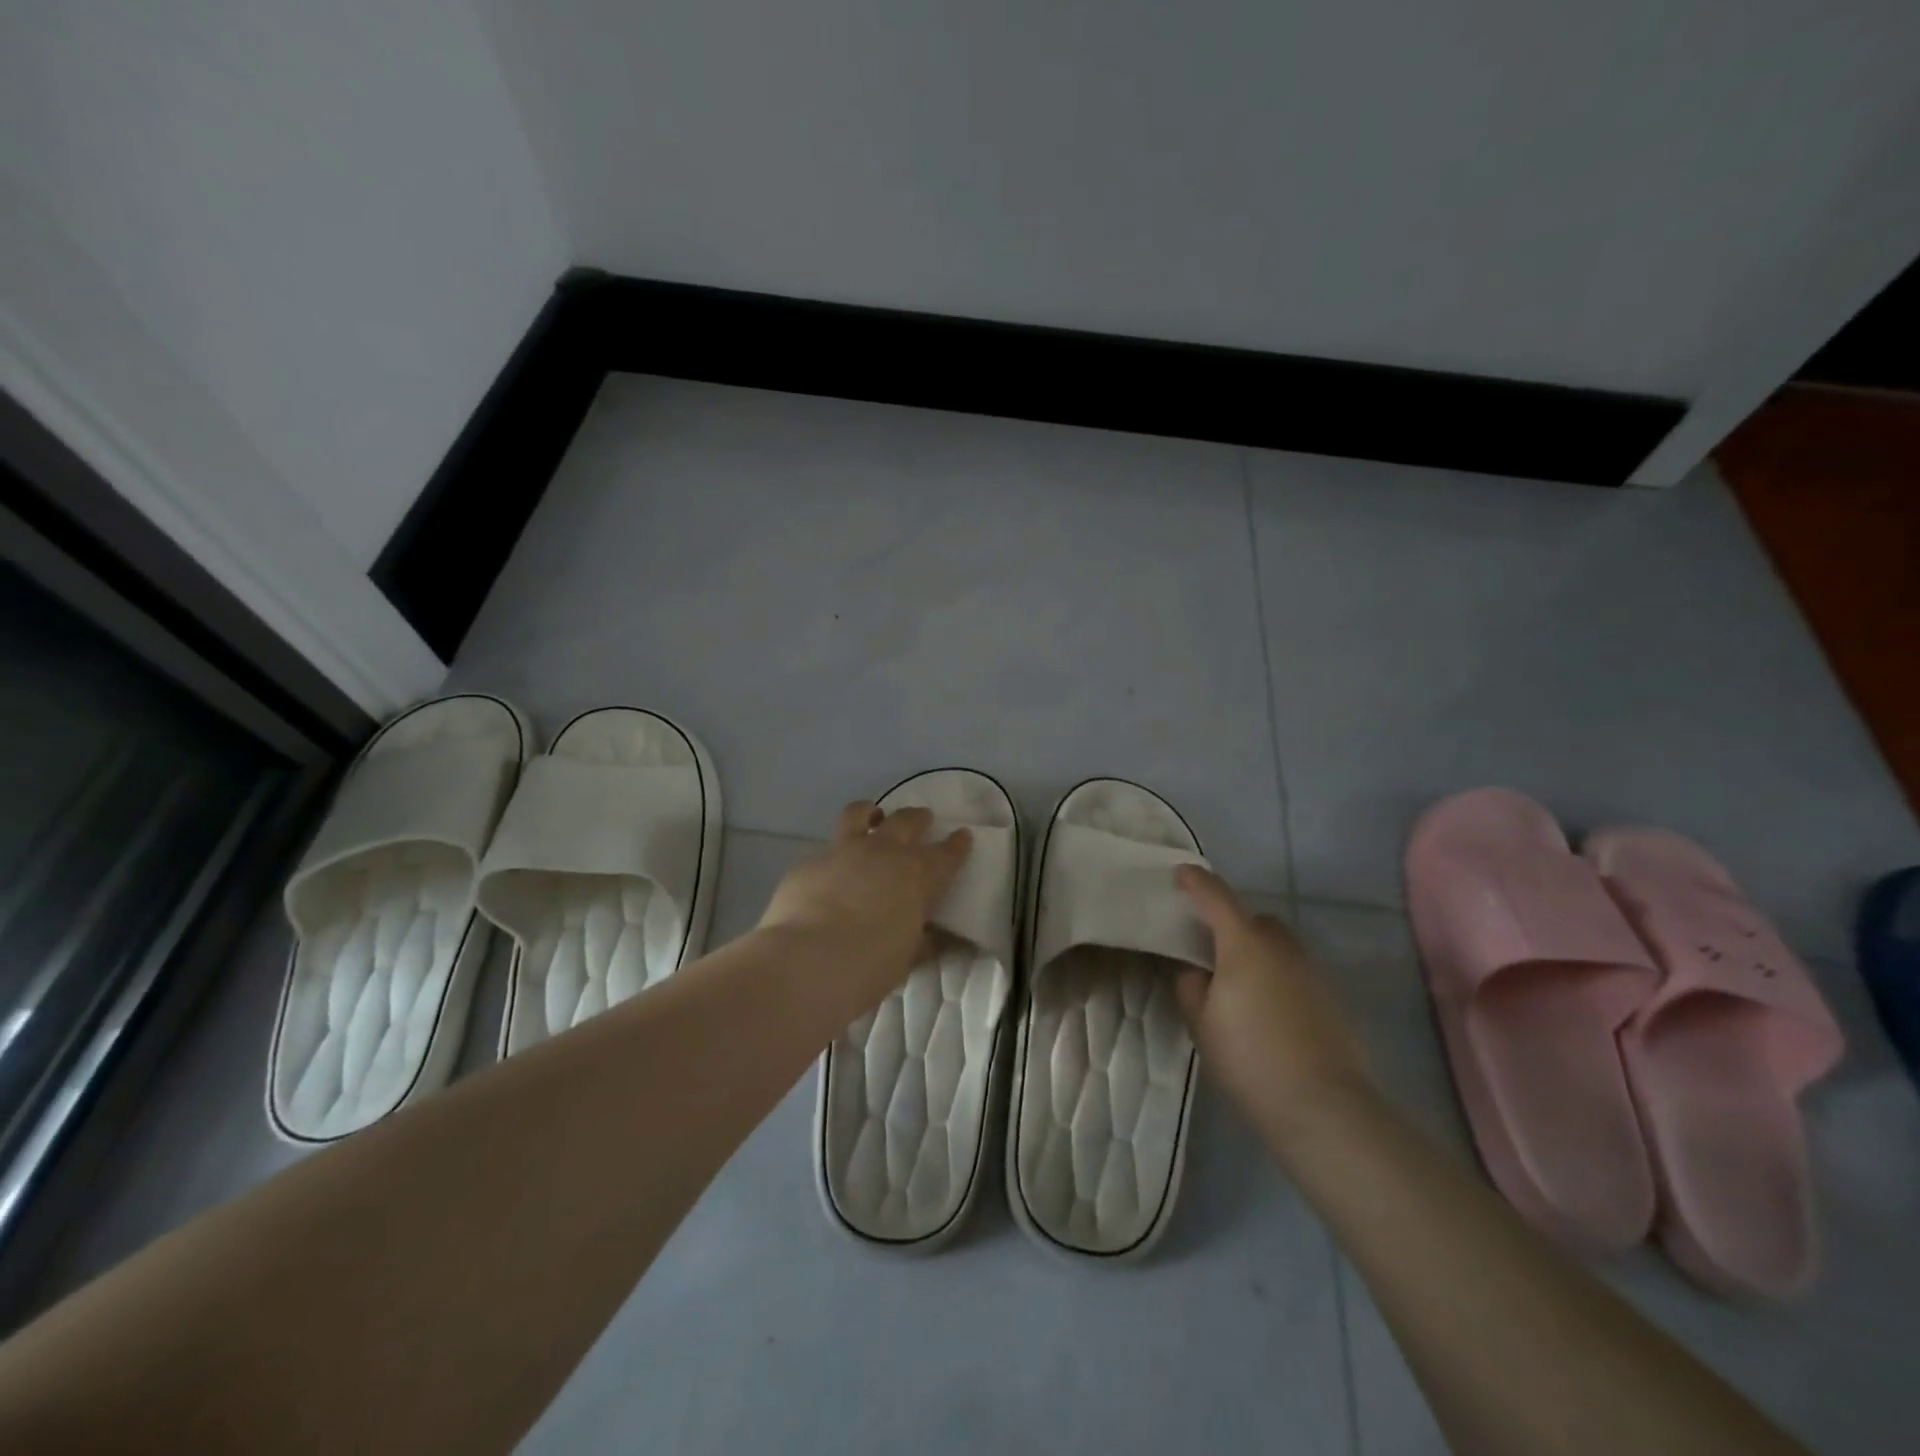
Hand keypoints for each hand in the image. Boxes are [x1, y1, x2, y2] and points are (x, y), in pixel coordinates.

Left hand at [758, 801, 971, 999]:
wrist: (808, 960)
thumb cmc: (870, 964)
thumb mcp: (907, 956)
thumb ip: (921, 940)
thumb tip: (931, 938)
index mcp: (918, 874)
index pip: (947, 853)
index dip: (957, 844)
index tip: (963, 836)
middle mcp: (884, 851)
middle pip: (908, 821)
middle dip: (919, 818)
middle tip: (923, 819)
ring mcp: (844, 850)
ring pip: (860, 813)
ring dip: (871, 813)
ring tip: (873, 817)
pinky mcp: (810, 860)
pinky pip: (826, 848)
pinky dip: (835, 854)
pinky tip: (830, 870)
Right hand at [1172, 867, 1374, 1150]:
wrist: (1322, 1104)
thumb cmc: (1249, 1057)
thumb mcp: (1200, 1021)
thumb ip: (1190, 985)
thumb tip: (1195, 969)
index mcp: (1244, 943)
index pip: (1216, 897)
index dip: (1195, 881)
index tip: (1180, 873)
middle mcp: (1281, 946)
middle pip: (1252, 918)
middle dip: (1230, 922)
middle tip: (1208, 945)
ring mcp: (1310, 970)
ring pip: (1277, 945)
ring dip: (1256, 950)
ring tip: (1236, 982)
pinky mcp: (1329, 997)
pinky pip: (1293, 971)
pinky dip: (1276, 976)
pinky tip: (1265, 1009)